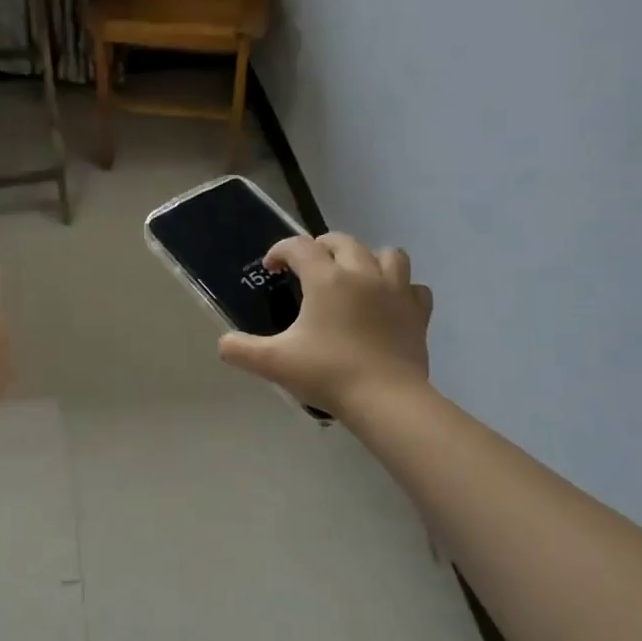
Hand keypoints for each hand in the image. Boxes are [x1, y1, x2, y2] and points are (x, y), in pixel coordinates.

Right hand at [217, 232, 432, 417]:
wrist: (386, 399)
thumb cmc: (328, 373)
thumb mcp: (274, 363)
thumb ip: (241, 350)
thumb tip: (224, 343)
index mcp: (327, 279)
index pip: (299, 247)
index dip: (280, 251)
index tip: (271, 268)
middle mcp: (362, 273)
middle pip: (342, 241)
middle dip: (320, 247)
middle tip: (307, 268)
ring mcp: (396, 290)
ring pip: (386, 254)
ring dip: (367, 259)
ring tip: (354, 278)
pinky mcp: (418, 312)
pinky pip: (413, 287)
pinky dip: (400, 289)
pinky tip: (388, 304)